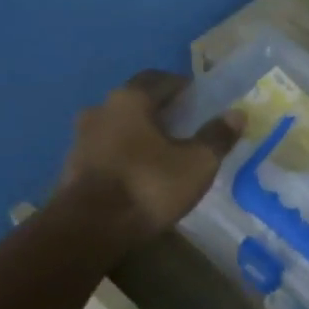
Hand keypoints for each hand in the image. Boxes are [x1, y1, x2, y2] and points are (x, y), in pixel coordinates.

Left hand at [57, 72, 243, 246]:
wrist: (87, 230)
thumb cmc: (147, 186)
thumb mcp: (196, 164)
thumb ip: (217, 136)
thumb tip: (237, 114)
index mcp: (129, 99)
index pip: (159, 78)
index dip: (182, 87)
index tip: (200, 102)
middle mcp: (100, 109)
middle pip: (136, 102)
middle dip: (161, 111)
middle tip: (185, 128)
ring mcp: (80, 139)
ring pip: (118, 127)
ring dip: (139, 135)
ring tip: (163, 155)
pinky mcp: (71, 167)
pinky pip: (105, 152)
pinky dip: (123, 156)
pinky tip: (139, 176)